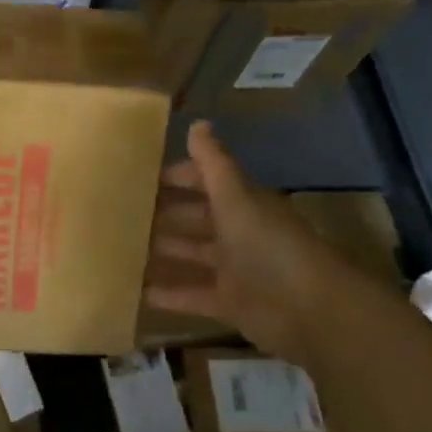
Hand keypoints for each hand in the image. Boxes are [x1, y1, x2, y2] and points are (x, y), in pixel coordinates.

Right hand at [145, 120, 367, 363]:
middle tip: (121, 212)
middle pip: (194, 218)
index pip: (204, 181)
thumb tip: (198, 122)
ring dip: (162, 250)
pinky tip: (136, 290)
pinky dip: (168, 293)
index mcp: (240, 202)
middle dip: (163, 213)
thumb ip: (213, 162)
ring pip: (190, 254)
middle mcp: (236, 231)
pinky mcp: (230, 304)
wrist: (311, 309)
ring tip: (120, 246)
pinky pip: (192, 294)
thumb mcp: (235, 196)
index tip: (140, 176)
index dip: (177, 176)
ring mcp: (233, 269)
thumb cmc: (268, 243)